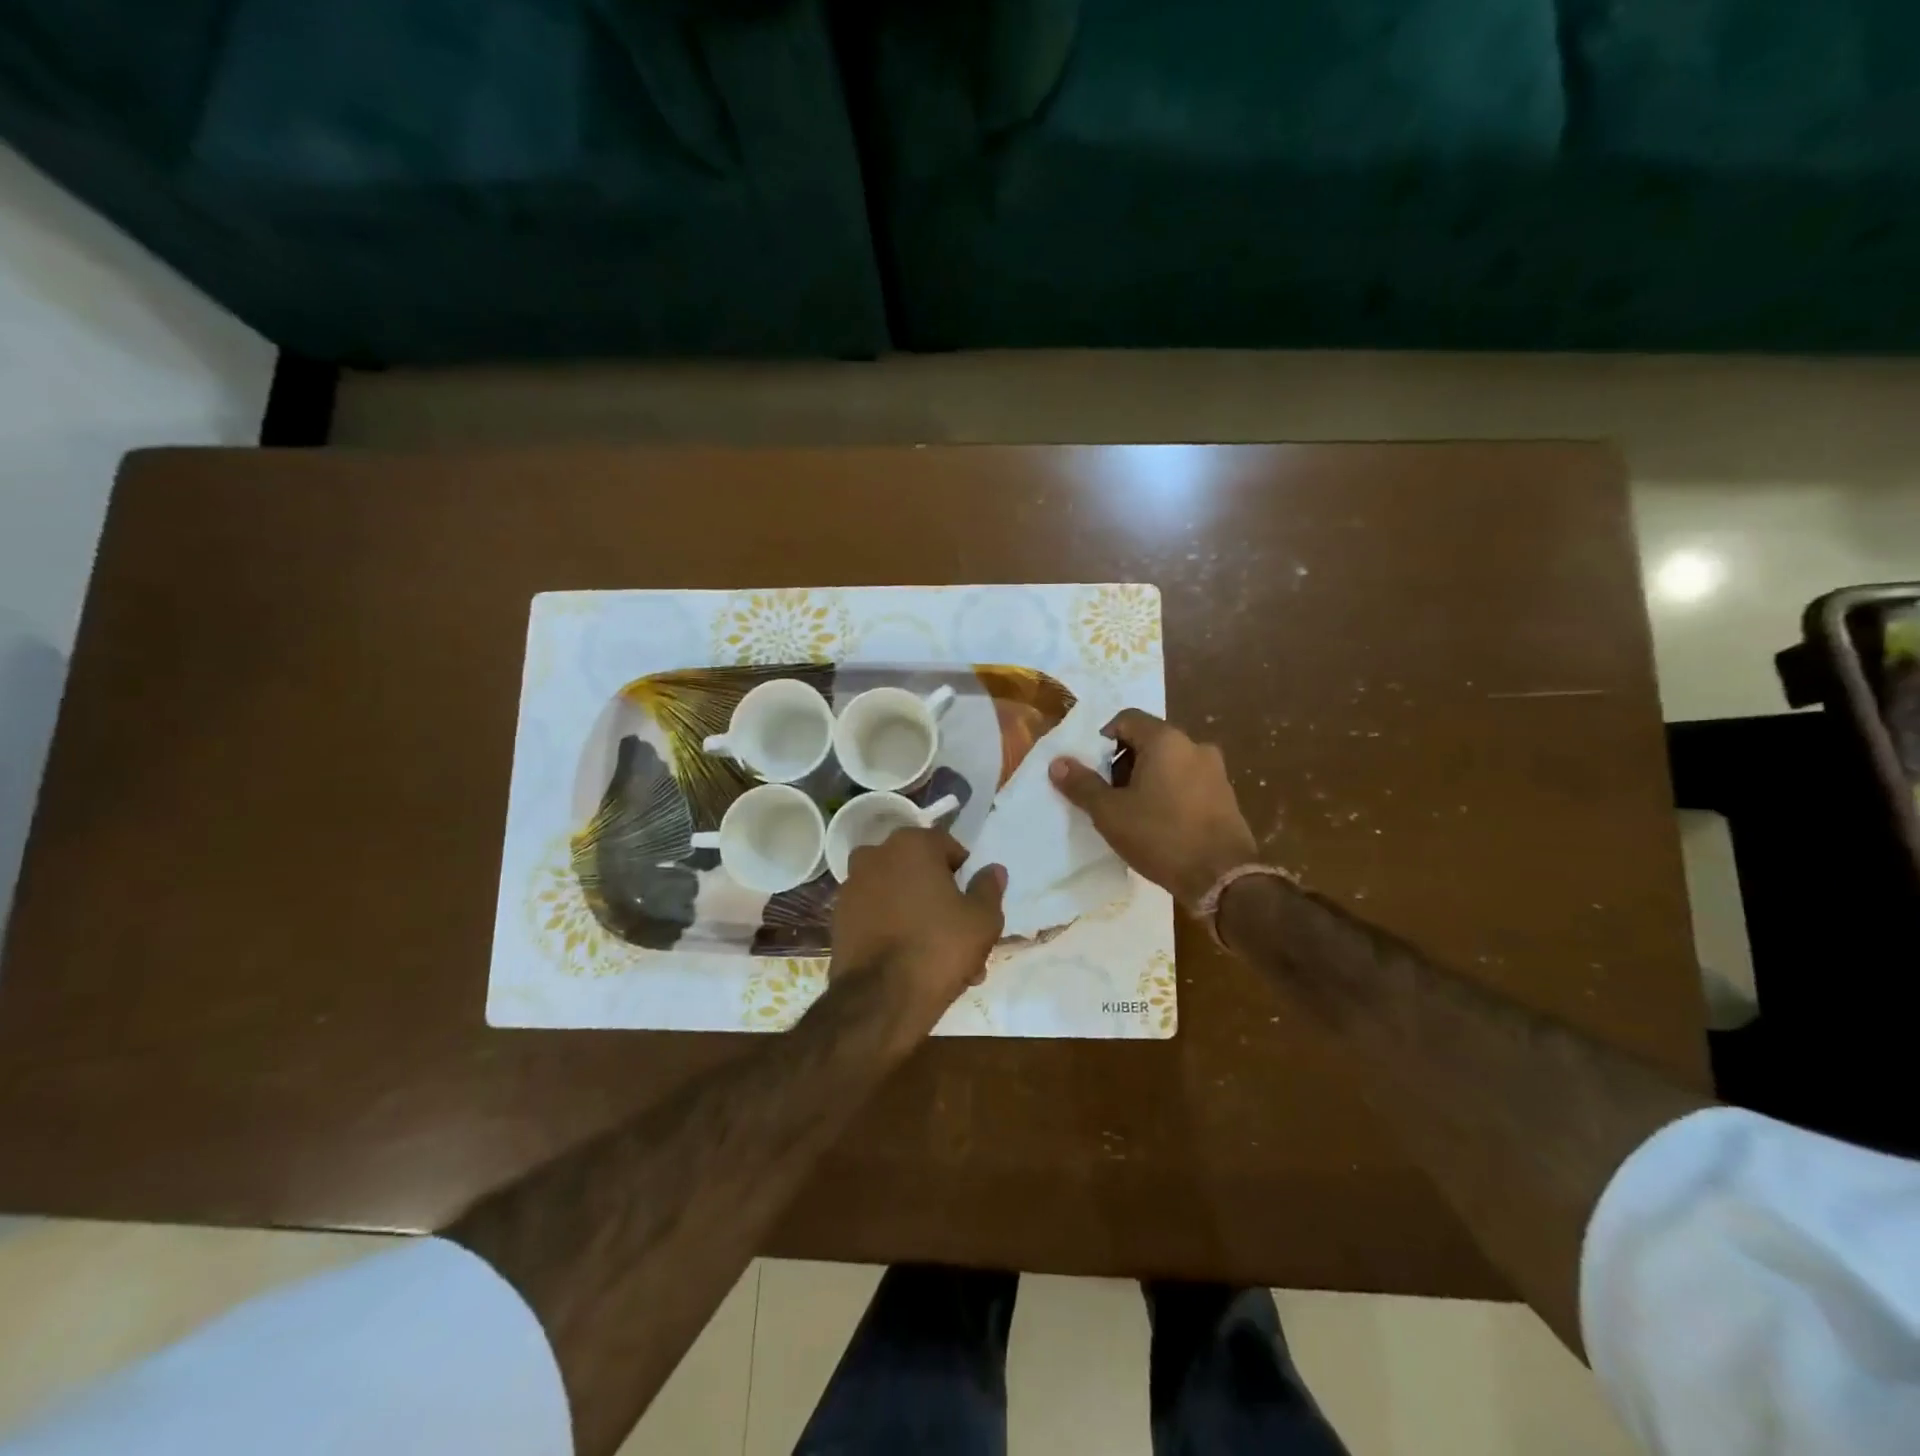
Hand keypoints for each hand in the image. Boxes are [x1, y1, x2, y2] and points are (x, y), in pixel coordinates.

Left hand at [832, 828, 1005, 1026]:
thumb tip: (992, 870)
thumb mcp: (983, 919)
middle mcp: (875, 854)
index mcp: (911, 844)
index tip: (972, 904)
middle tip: (960, 936)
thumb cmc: (939, 947)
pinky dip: (892, 930)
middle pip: (919, 872)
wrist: (880, 999)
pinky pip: (876, 916)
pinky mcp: (838, 918)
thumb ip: (988, 888)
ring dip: (917, 916)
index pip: (947, 847)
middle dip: (940, 898)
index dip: (964, 875)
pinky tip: (910, 963)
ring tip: (938, 958)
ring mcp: (851, 886)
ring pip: (897, 896)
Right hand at [1049, 709, 1257, 910]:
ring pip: (1169, 762)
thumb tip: (1058, 763)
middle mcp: (1194, 746)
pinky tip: (1158, 822)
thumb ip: (1082, 784)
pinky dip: (1168, 792)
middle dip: (1123, 761)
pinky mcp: (1226, 796)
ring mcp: (1215, 771)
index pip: (1127, 719)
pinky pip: (1188, 782)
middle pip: (1148, 740)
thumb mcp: (1110, 813)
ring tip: (1130, 811)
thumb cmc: (1160, 836)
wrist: (1222, 878)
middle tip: (1106, 792)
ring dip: (1146, 778)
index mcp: (1166, 740)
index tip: (1091, 768)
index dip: (1102, 738)